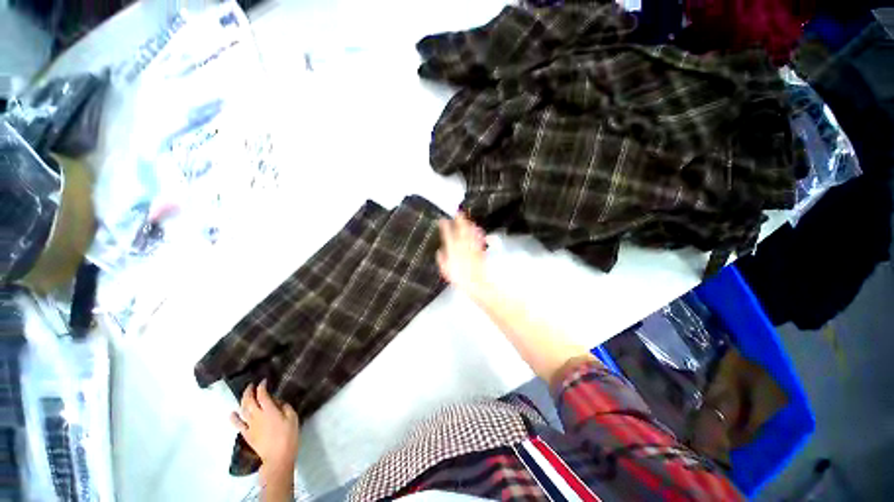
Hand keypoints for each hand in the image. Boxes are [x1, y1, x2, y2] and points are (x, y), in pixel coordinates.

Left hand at [230, 380, 299, 483]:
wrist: (278, 456)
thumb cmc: (288, 435)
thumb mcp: (292, 417)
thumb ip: (285, 406)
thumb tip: (277, 401)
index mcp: (270, 410)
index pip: (262, 395)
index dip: (262, 386)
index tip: (264, 381)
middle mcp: (257, 415)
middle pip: (249, 401)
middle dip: (249, 391)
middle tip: (251, 385)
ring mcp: (250, 425)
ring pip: (243, 410)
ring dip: (242, 400)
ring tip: (245, 394)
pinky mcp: (246, 434)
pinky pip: (237, 424)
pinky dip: (234, 417)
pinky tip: (232, 412)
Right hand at [437, 213, 488, 297]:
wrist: (476, 283)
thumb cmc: (459, 278)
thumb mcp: (445, 270)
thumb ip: (442, 259)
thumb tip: (439, 251)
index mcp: (452, 250)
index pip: (447, 235)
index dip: (445, 226)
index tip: (442, 219)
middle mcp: (462, 246)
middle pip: (460, 230)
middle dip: (459, 220)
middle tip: (458, 212)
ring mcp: (472, 247)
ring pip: (469, 232)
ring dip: (467, 224)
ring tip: (466, 218)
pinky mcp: (479, 250)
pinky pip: (477, 238)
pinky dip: (476, 232)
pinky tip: (476, 228)